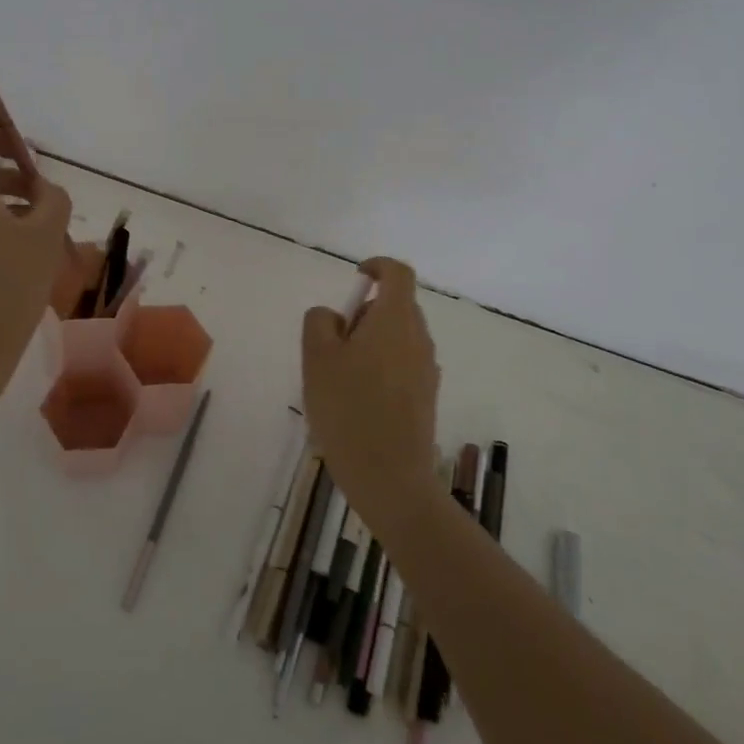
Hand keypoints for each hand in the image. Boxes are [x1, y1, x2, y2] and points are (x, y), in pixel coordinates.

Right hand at [301, 257, 441, 528]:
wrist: (389, 477)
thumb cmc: (348, 409)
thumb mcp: (317, 358)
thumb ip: (320, 322)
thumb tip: (334, 316)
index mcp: (395, 320)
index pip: (397, 273)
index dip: (376, 266)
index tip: (354, 278)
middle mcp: (419, 338)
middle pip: (396, 306)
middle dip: (364, 312)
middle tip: (333, 342)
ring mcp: (427, 369)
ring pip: (398, 337)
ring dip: (370, 342)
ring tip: (339, 377)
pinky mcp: (426, 397)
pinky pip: (403, 364)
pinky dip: (381, 366)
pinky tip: (357, 401)